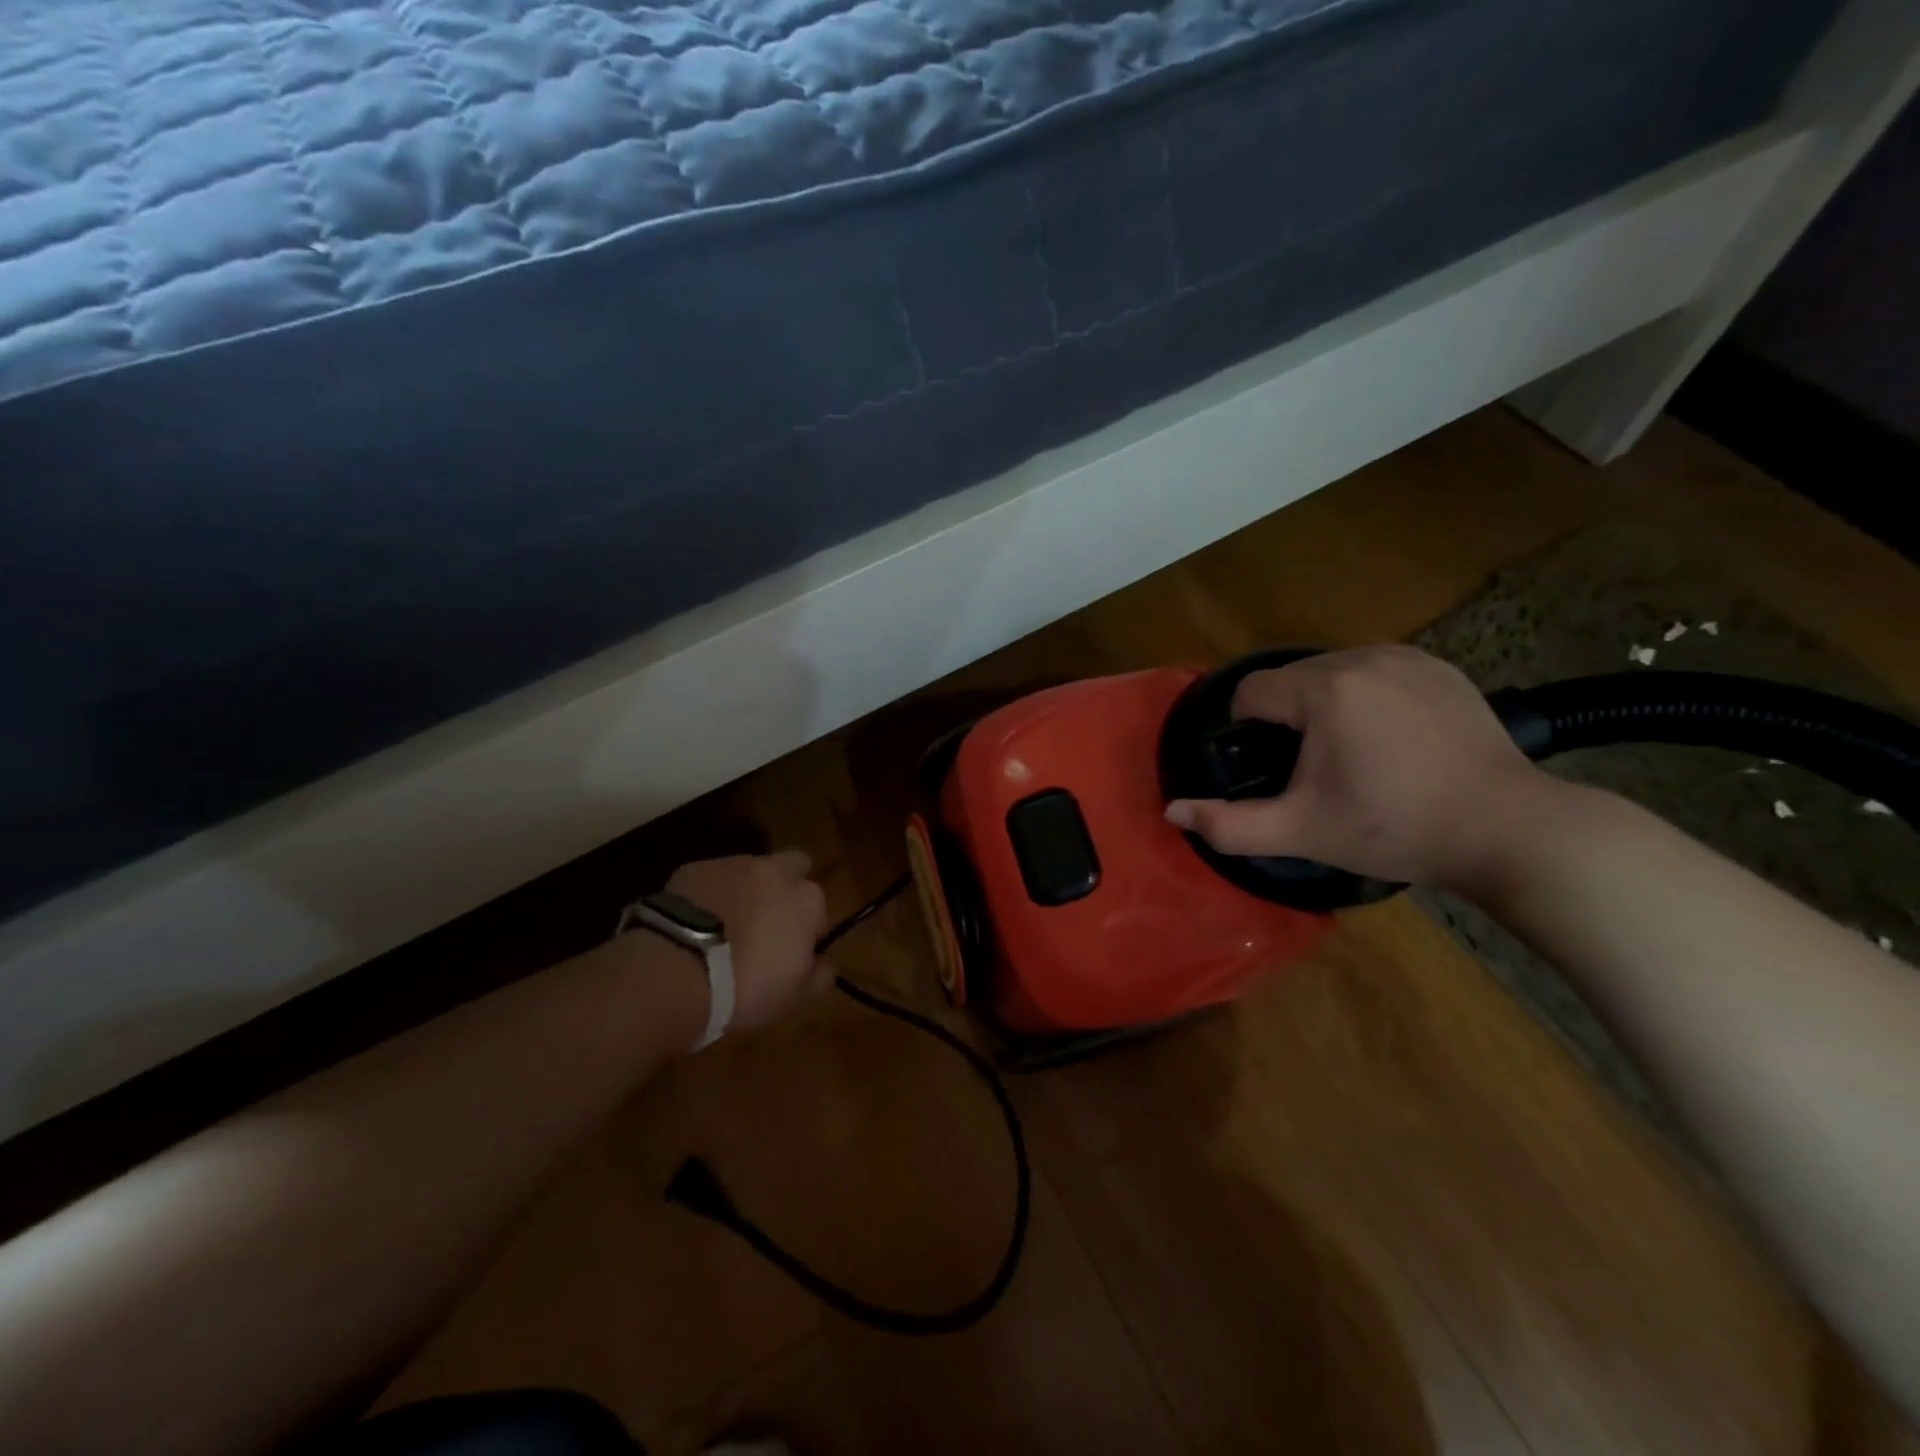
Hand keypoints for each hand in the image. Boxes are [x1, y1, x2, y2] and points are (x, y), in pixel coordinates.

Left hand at [666, 851, 831, 1034]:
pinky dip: (710, 895)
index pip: (818, 907)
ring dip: (745, 891)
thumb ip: (820, 974)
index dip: (807, 929)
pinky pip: (711, 879)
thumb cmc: (745, 987)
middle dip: (785, 887)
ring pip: (749, 871)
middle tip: (767, 922)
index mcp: (806, 898)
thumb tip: (824, 962)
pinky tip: (695, 923)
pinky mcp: (694, 868)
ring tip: (725, 926)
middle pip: (792, 866)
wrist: (674, 971)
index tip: (791, 953)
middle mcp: (775, 871)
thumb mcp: (794, 996)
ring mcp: (732, 865)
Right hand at [1164, 645, 1555, 891]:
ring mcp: (1406, 657)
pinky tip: (1390, 737)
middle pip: (1291, 679)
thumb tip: (1173, 811)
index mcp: (1326, 691)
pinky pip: (1374, 670)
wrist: (1506, 828)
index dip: (1247, 729)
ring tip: (1352, 753)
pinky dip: (1366, 696)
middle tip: (1313, 769)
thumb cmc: (1395, 828)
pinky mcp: (1438, 666)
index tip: (1270, 767)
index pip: (1252, 691)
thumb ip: (1231, 824)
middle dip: (1288, 718)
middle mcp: (1363, 658)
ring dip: (1324, 704)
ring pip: (1332, 671)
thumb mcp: (1303, 831)